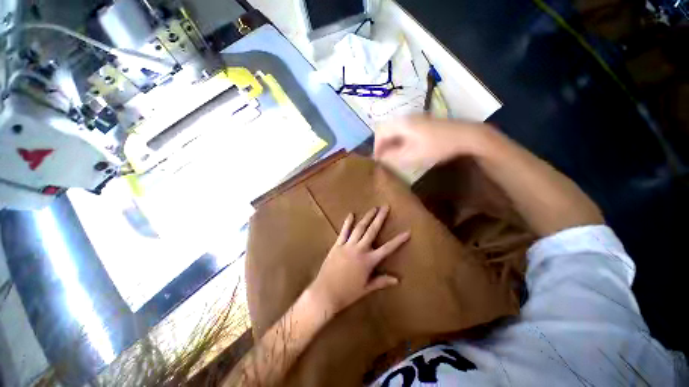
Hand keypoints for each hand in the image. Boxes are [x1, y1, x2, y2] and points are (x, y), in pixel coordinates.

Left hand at [309, 206, 410, 314]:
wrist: (326, 292)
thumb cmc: (348, 293)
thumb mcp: (366, 288)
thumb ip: (381, 281)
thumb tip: (397, 280)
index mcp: (369, 261)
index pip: (387, 249)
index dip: (398, 240)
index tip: (407, 231)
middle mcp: (360, 249)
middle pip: (372, 231)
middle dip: (380, 218)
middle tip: (385, 207)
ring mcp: (348, 245)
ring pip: (359, 228)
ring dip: (367, 217)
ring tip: (373, 208)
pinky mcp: (337, 245)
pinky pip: (343, 231)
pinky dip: (348, 222)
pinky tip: (351, 214)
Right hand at [374, 116, 487, 168]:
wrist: (464, 136)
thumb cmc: (436, 146)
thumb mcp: (410, 155)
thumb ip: (391, 157)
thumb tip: (379, 158)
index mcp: (401, 123)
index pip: (379, 132)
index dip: (376, 146)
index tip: (377, 160)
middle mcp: (405, 117)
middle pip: (386, 129)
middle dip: (382, 144)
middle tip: (383, 158)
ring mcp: (415, 118)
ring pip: (395, 130)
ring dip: (391, 142)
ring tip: (392, 156)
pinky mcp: (422, 122)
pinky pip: (403, 130)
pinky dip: (399, 140)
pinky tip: (404, 149)